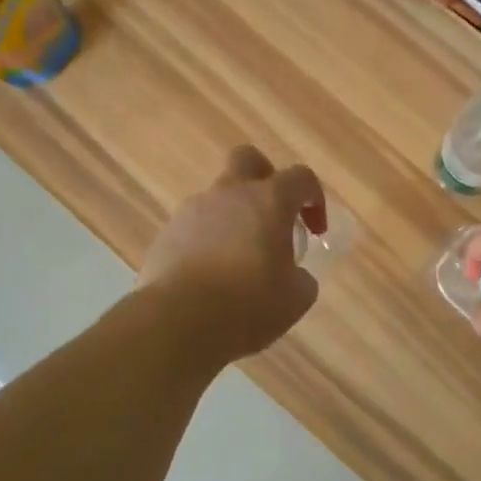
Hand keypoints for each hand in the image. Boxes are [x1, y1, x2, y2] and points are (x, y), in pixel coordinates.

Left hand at [139, 146, 326, 363]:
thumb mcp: (294, 299)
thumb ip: (301, 278)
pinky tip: (210, 277)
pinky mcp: (166, 234)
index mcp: (268, 201)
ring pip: (217, 198)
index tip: (315, 231)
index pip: (300, 178)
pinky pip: (194, 227)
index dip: (314, 199)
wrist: (176, 321)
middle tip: (272, 215)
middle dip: (265, 179)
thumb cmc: (247, 305)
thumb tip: (295, 275)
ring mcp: (192, 211)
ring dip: (233, 218)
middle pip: (247, 160)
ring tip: (238, 261)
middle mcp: (228, 194)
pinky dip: (207, 242)